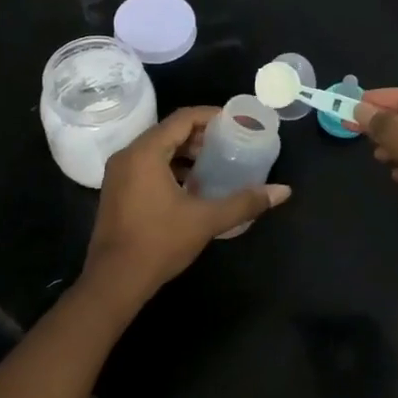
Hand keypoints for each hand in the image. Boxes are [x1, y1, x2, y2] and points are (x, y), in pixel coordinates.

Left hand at [80, 106, 291, 312]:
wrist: (114, 281)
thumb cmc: (159, 242)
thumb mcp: (206, 220)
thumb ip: (244, 202)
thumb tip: (283, 191)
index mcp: (146, 152)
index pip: (182, 118)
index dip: (211, 116)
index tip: (236, 123)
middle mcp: (128, 155)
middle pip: (169, 131)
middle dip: (200, 135)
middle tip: (230, 143)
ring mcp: (119, 174)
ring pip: (157, 149)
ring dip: (185, 152)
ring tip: (215, 164)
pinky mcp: (117, 191)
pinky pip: (147, 165)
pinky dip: (170, 167)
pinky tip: (192, 186)